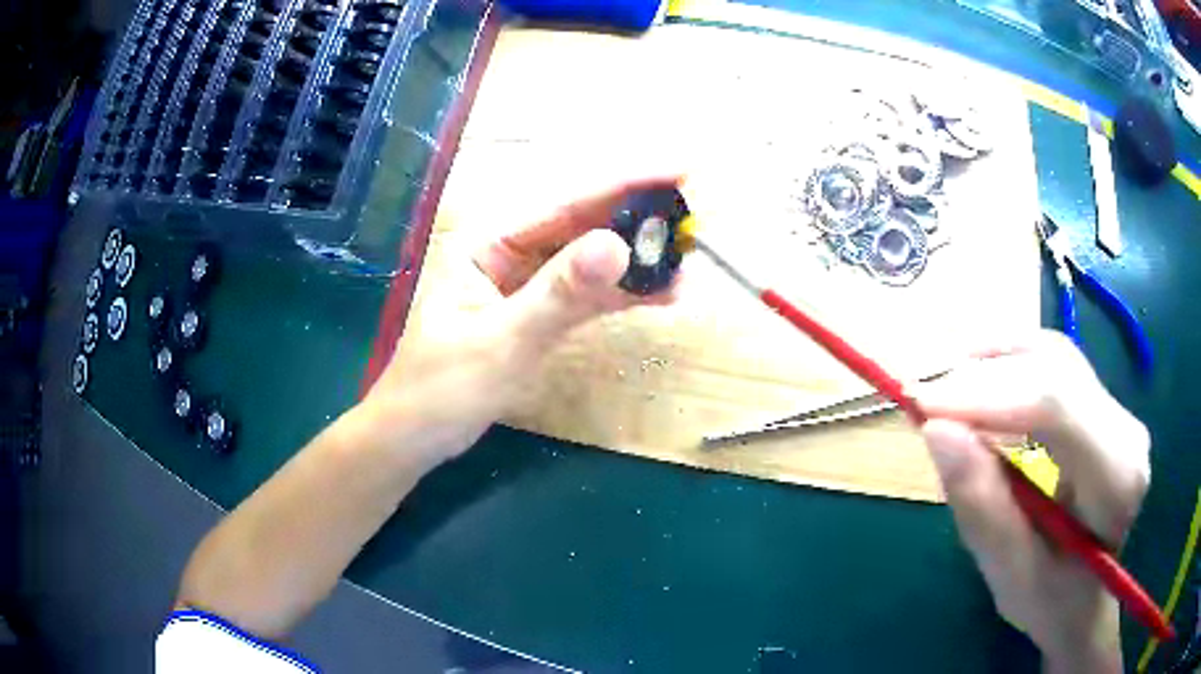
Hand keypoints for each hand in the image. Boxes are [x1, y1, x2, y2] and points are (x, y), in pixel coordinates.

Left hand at [360, 176, 680, 467]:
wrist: (416, 436)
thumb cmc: (442, 387)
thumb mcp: (502, 340)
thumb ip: (559, 294)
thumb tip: (618, 245)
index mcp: (489, 241)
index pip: (566, 201)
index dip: (626, 182)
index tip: (680, 169)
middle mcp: (509, 251)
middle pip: (583, 223)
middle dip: (639, 217)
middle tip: (694, 216)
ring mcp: (525, 283)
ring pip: (590, 259)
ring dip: (637, 260)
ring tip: (687, 260)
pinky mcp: (537, 312)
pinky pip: (586, 294)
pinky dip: (621, 294)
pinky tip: (659, 294)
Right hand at [915, 330, 1149, 672]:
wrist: (1086, 601)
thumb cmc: (1050, 601)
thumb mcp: (1009, 576)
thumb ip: (983, 509)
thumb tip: (936, 431)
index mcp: (1115, 480)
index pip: (1056, 408)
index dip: (989, 395)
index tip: (922, 406)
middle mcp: (1126, 431)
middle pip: (1054, 371)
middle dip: (984, 377)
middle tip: (924, 400)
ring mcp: (1117, 410)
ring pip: (1052, 356)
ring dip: (994, 364)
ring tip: (944, 391)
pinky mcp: (1102, 404)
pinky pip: (1054, 364)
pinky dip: (1009, 366)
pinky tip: (978, 383)